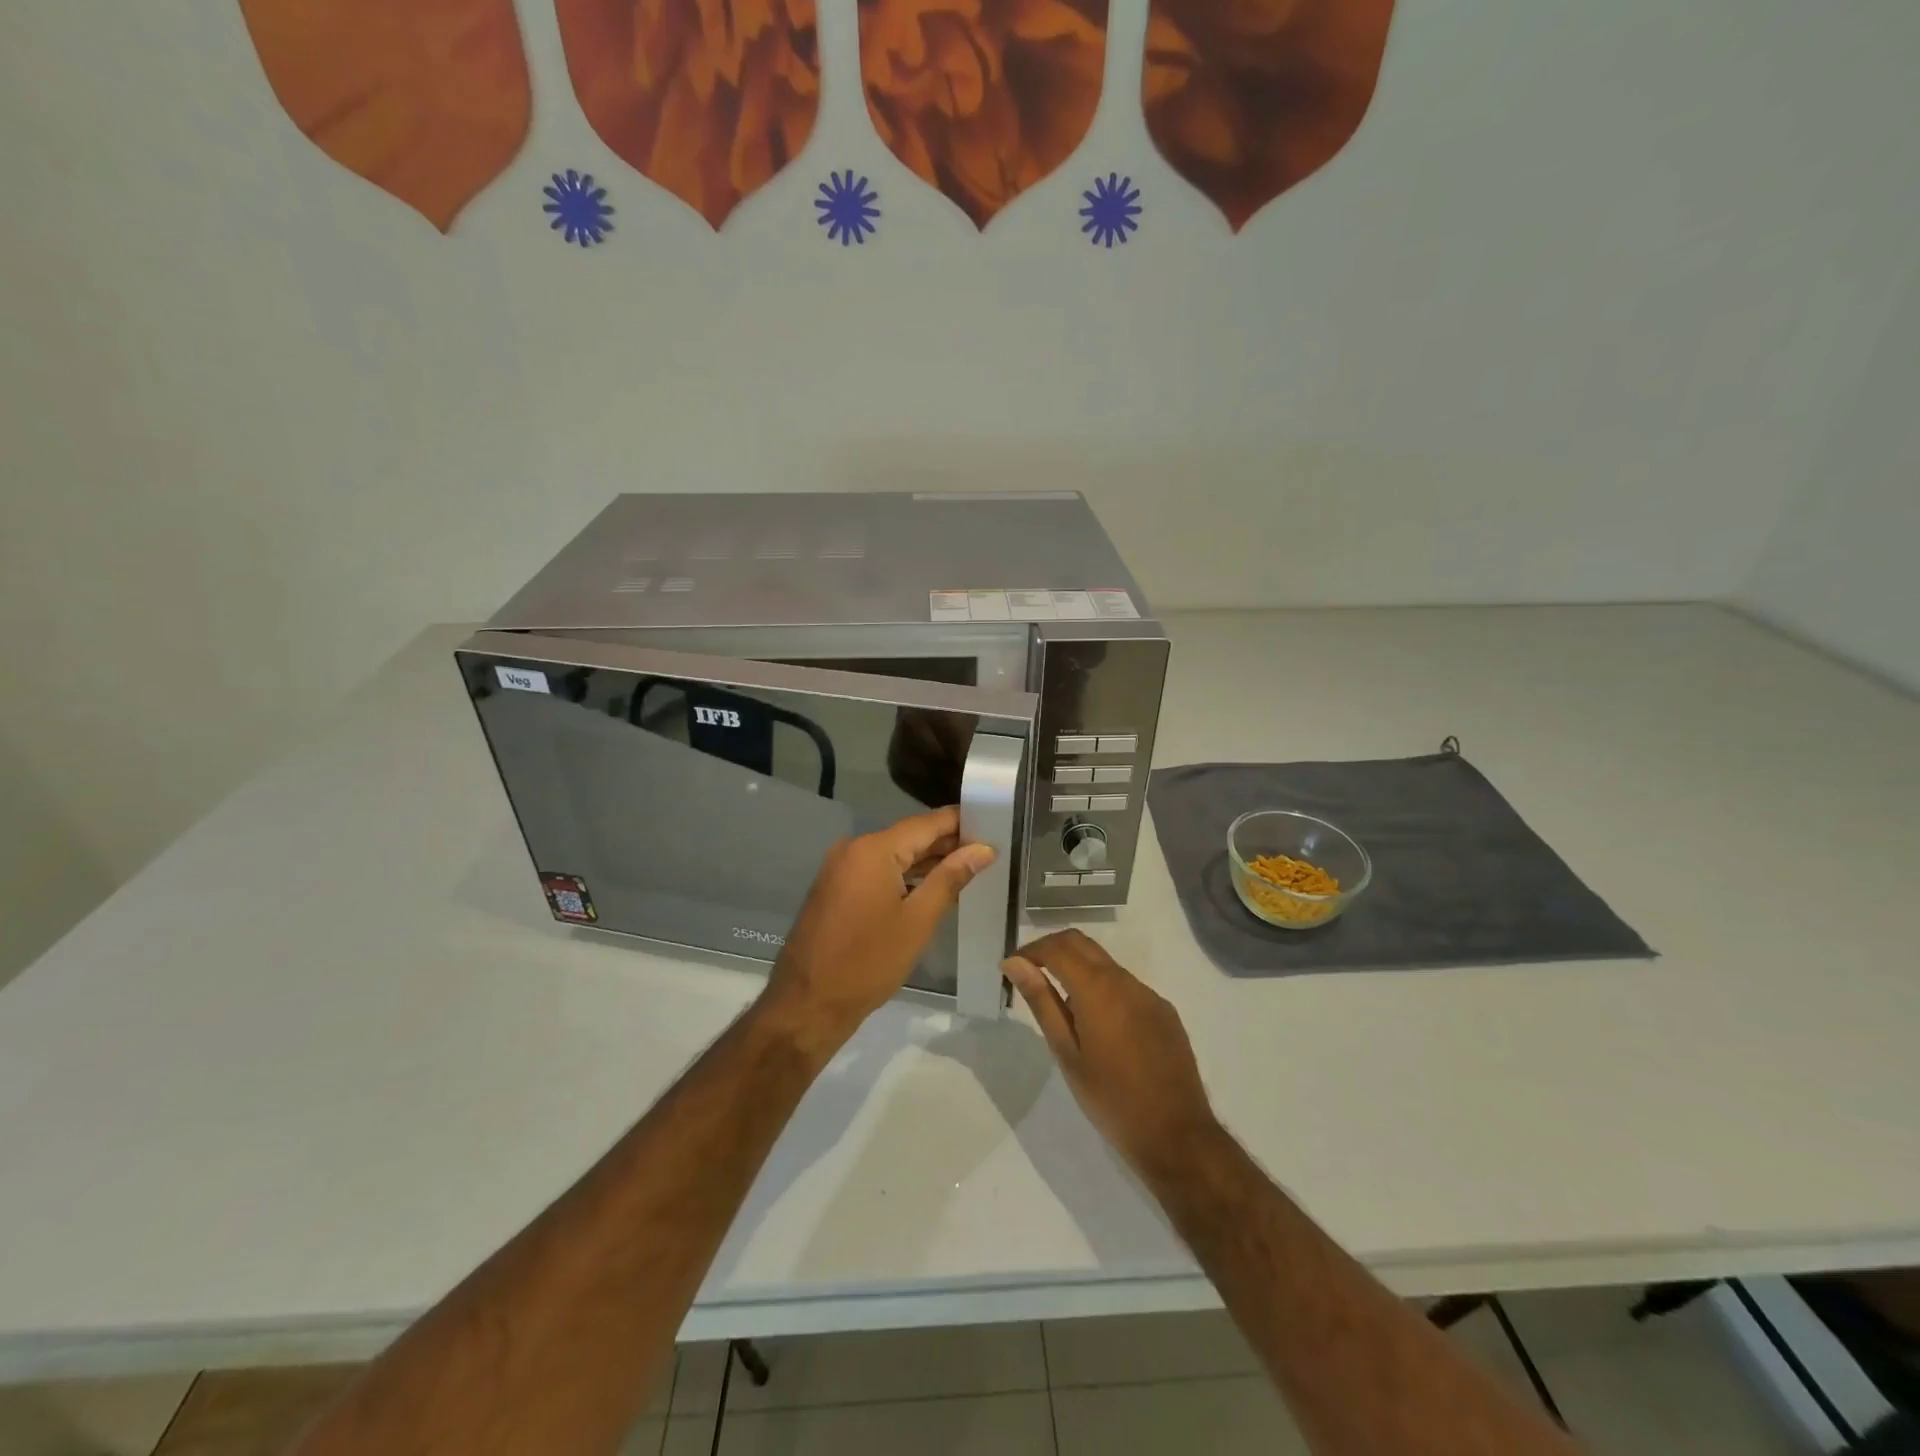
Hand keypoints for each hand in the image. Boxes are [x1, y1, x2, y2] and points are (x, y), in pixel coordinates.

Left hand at [762, 807, 995, 1057]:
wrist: (808, 1004)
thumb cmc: (869, 962)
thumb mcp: (918, 920)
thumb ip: (951, 878)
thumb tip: (983, 849)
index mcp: (874, 849)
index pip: (928, 823)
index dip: (962, 822)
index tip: (995, 823)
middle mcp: (854, 848)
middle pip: (910, 836)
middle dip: (948, 843)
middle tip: (989, 849)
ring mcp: (841, 867)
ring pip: (894, 854)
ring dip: (928, 860)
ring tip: (970, 866)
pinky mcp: (836, 887)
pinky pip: (878, 870)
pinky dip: (905, 875)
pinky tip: (932, 885)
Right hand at [1003, 930, 1217, 1172]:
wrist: (1176, 1136)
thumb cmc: (1111, 1099)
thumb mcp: (1067, 1053)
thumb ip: (1042, 1001)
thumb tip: (1015, 963)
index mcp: (1098, 988)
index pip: (1058, 947)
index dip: (1031, 950)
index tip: (1011, 967)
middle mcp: (1126, 981)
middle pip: (1082, 944)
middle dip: (1052, 949)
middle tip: (1029, 974)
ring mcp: (1149, 995)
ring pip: (1106, 964)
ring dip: (1078, 969)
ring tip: (1062, 1008)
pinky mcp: (1164, 1012)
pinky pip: (1127, 986)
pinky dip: (1103, 989)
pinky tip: (1099, 1027)